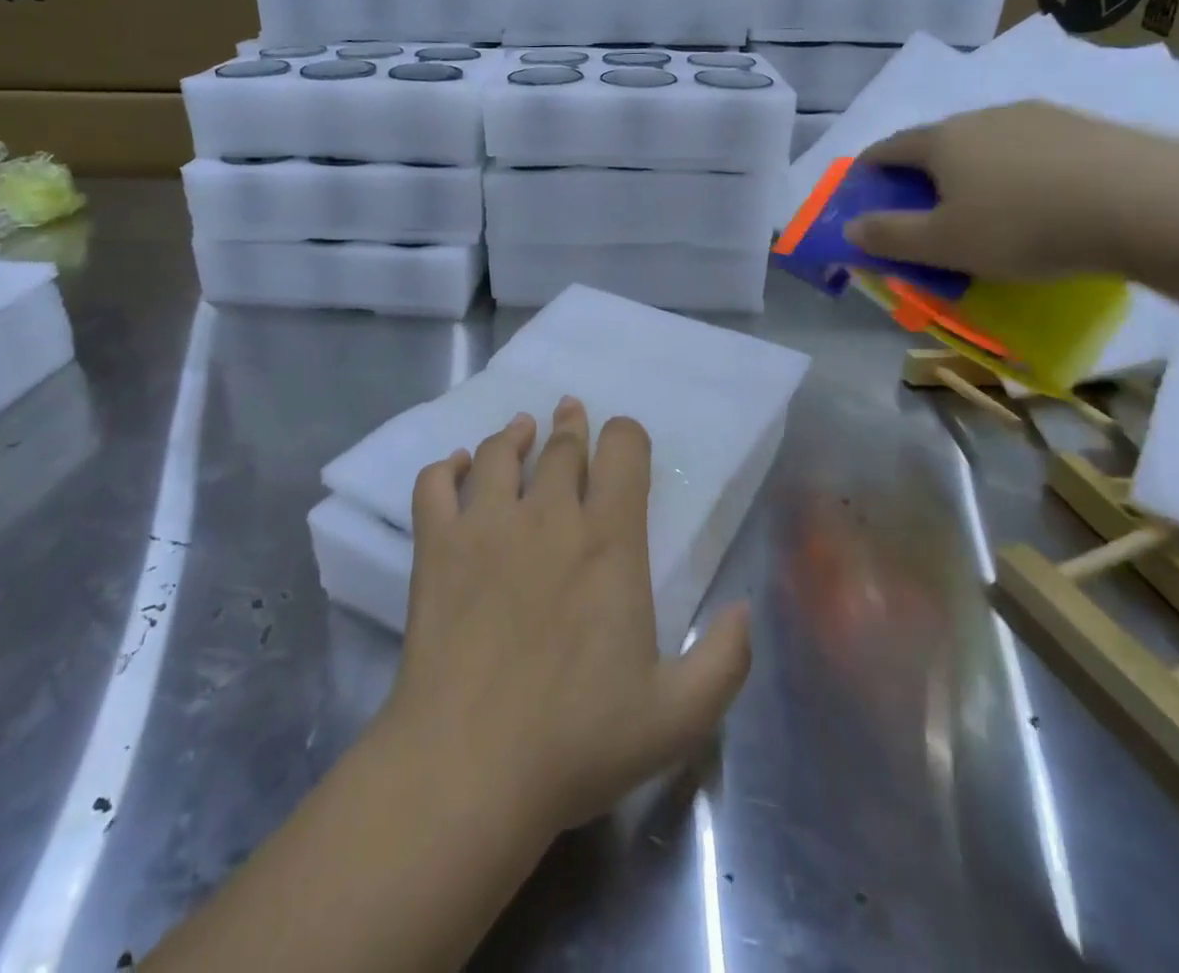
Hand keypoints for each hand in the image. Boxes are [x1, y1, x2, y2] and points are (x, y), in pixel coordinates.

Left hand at [379, 398, 752, 839]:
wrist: (469, 765)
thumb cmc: (577, 740)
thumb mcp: (678, 716)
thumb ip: (724, 659)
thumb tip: (744, 608)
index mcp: (609, 541)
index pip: (623, 452)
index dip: (626, 435)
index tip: (624, 440)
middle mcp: (548, 515)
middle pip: (562, 445)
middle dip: (571, 426)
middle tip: (569, 413)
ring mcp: (486, 524)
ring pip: (498, 453)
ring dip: (512, 435)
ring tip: (520, 429)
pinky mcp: (436, 546)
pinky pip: (434, 484)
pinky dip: (444, 467)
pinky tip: (454, 467)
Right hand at [848, 102, 1178, 277]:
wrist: (1150, 202)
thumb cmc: (1024, 226)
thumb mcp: (943, 244)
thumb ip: (889, 236)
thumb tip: (850, 228)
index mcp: (943, 140)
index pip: (889, 148)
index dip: (869, 169)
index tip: (862, 189)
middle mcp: (984, 117)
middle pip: (938, 142)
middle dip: (922, 173)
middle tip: (924, 208)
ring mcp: (1039, 116)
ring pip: (987, 143)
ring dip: (973, 170)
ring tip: (985, 206)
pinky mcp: (1086, 127)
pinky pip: (1032, 150)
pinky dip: (1019, 172)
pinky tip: (1039, 200)